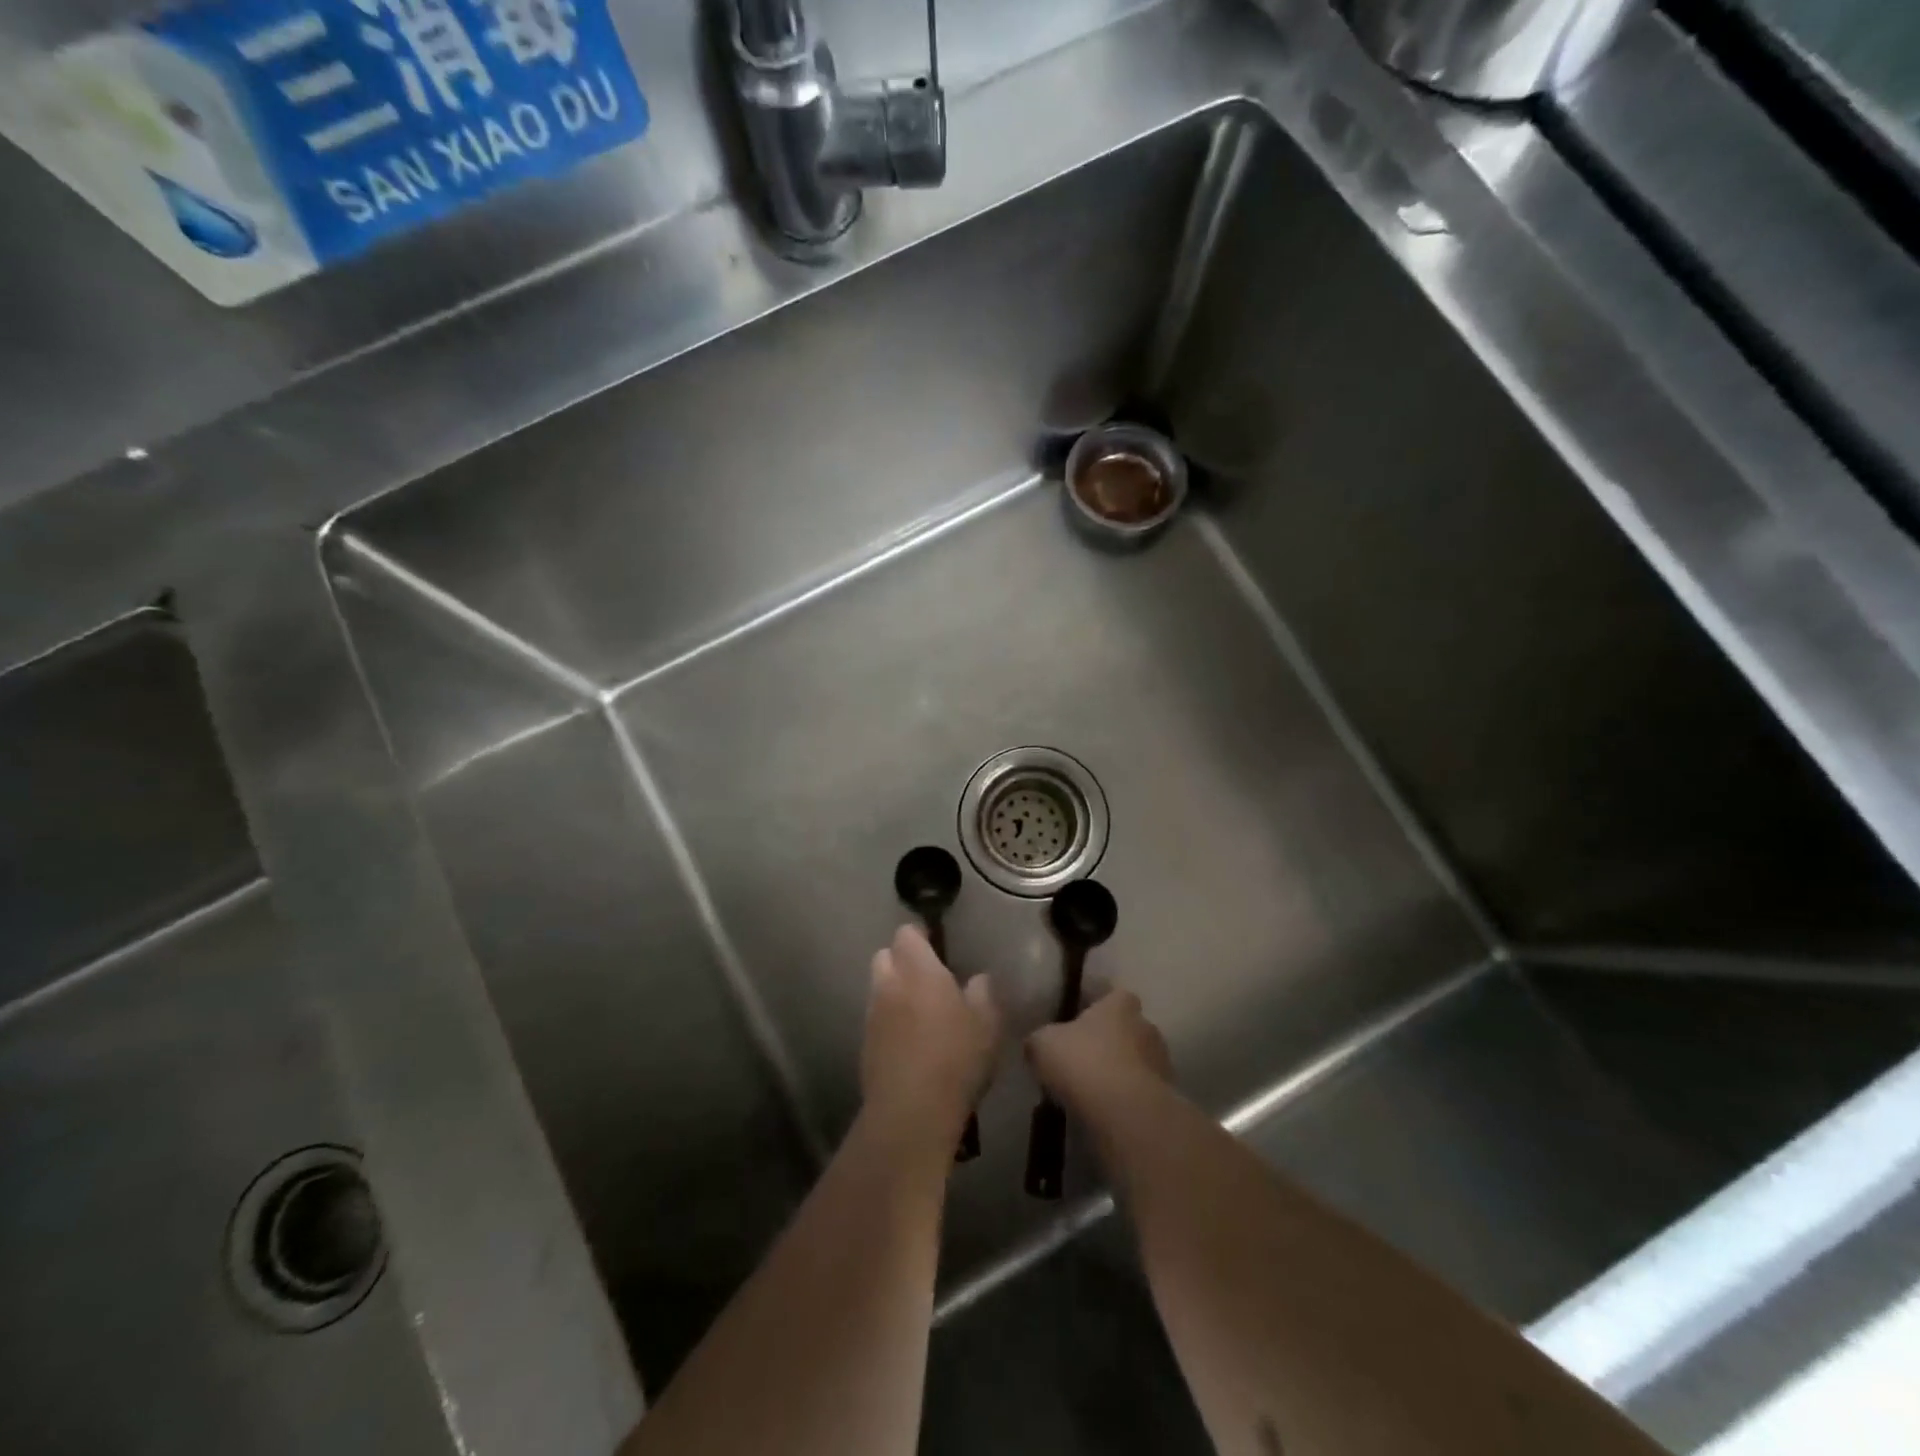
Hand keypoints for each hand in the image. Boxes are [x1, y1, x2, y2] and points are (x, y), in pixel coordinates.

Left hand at [862, 925, 1000, 1140]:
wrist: (911, 1112)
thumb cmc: (956, 1058)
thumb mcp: (987, 1023)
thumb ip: (983, 992)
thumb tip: (978, 978)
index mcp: (918, 970)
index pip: (906, 934)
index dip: (920, 936)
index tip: (937, 946)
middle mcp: (889, 984)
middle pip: (885, 955)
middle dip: (901, 960)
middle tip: (927, 977)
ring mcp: (872, 1015)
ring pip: (878, 987)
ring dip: (893, 990)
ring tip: (919, 1010)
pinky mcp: (864, 1044)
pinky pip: (875, 1017)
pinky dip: (889, 1019)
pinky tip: (909, 1040)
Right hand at [1026, 989, 1171, 1120]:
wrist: (1125, 1112)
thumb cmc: (1083, 1062)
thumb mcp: (1043, 1044)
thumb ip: (1040, 1039)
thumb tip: (1037, 1044)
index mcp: (1119, 1004)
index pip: (1112, 995)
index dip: (1096, 1008)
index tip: (1079, 1022)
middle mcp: (1146, 1025)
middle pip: (1127, 1029)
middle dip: (1109, 1042)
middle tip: (1083, 1060)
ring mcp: (1161, 1062)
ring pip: (1137, 1061)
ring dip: (1121, 1072)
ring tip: (1094, 1092)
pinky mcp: (1167, 1097)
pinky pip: (1142, 1092)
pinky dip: (1128, 1099)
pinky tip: (1107, 1113)